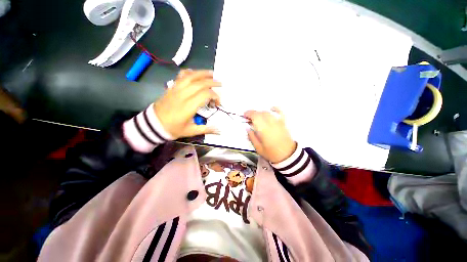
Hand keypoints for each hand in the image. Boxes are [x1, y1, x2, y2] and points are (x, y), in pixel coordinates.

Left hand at [154, 70, 220, 138]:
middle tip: (220, 84)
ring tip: (212, 73)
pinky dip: (190, 72)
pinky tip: (195, 73)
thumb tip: (220, 131)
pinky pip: (181, 76)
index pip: (205, 94)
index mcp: (188, 106)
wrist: (153, 124)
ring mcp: (176, 89)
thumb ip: (206, 129)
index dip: (214, 96)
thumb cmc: (173, 129)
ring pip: (191, 76)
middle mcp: (183, 95)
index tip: (217, 103)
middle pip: (200, 83)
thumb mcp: (191, 131)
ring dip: (203, 73)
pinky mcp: (172, 87)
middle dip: (212, 82)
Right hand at [244, 107, 296, 162]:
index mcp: (263, 130)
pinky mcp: (283, 123)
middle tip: (248, 118)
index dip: (248, 114)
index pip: (255, 116)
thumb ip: (252, 137)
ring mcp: (278, 122)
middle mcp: (270, 123)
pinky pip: (279, 112)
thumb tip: (247, 128)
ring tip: (256, 117)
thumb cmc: (271, 153)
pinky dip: (275, 109)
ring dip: (260, 113)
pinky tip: (271, 108)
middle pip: (260, 113)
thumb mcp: (258, 148)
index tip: (244, 115)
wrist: (287, 155)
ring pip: (267, 113)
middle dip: (253, 113)